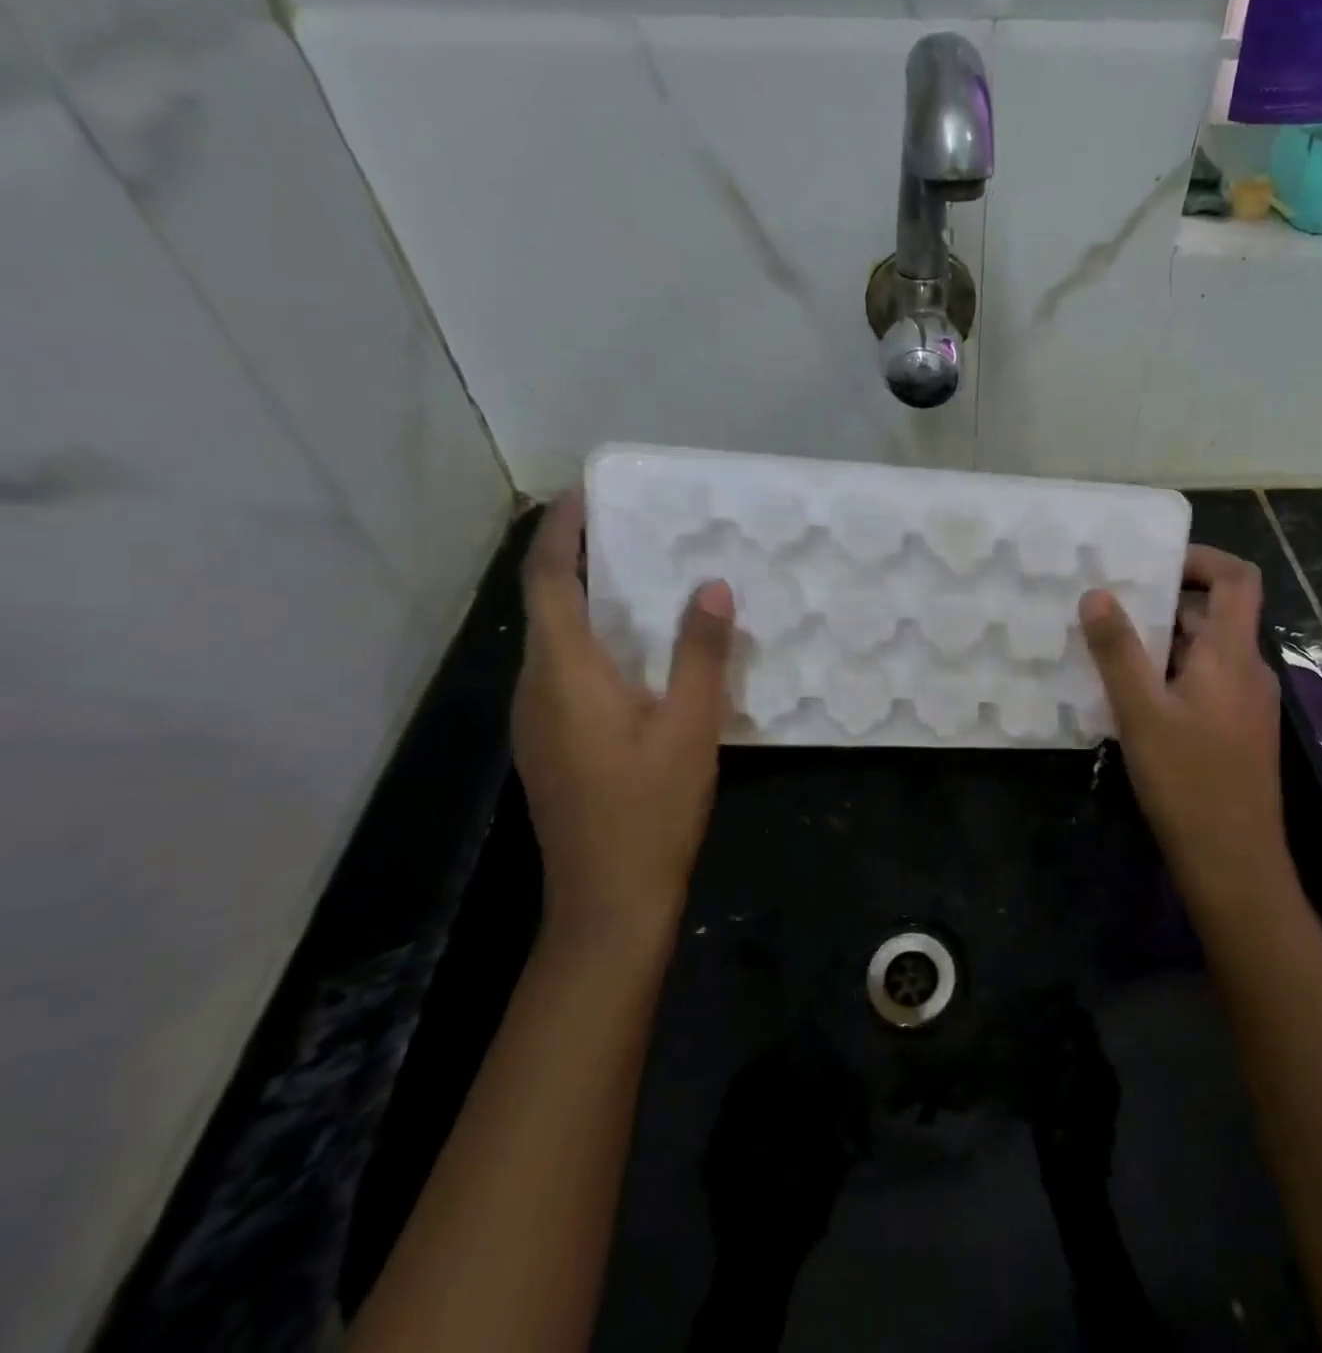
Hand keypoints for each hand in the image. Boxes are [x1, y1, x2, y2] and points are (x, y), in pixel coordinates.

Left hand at [513, 491, 735, 952]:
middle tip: (629, 529)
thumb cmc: (650, 810)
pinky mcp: (550, 745)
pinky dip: (591, 641)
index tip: (586, 492)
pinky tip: (636, 653)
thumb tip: (711, 587)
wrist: (608, 902)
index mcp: (564, 674)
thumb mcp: (690, 727)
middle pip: (544, 605)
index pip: (546, 581)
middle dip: (575, 558)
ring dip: (585, 601)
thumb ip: (700, 653)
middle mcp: (536, 689)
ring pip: (553, 641)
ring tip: (638, 579)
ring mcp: (536, 722)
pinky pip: (564, 672)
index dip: (561, 532)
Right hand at [1079, 546, 1287, 902]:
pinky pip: (1206, 684)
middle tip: (1114, 606)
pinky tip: (1134, 699)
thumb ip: (1118, 651)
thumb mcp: (1141, 711)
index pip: (1238, 579)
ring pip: (1207, 653)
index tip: (1154, 563)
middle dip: (1167, 603)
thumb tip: (1097, 594)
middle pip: (1216, 615)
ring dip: (1165, 643)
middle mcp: (1248, 670)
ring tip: (1113, 649)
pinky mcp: (1237, 732)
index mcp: (1232, 655)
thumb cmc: (1187, 780)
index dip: (1202, 559)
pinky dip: (1173, 675)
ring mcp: (1246, 704)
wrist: (1233, 860)